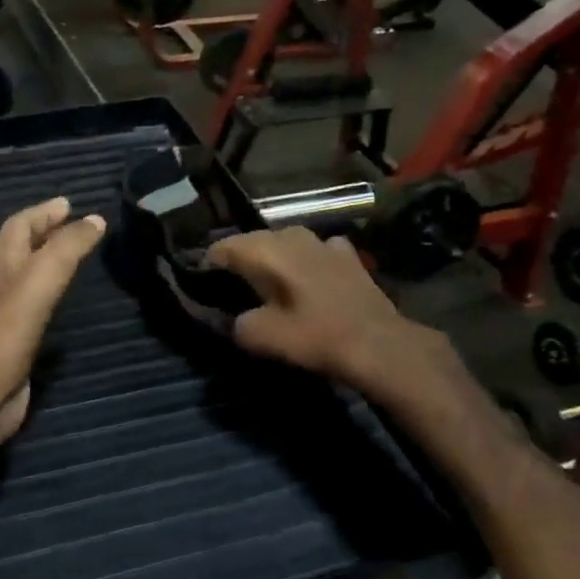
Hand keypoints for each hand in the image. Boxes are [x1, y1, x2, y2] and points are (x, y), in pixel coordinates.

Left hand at [0, 197, 106, 454]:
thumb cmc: (2, 336)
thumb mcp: (36, 283)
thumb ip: (65, 250)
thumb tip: (95, 219)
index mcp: (2, 268)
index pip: (19, 227)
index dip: (42, 212)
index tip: (69, 203)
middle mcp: (2, 289)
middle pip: (21, 251)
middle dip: (45, 233)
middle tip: (76, 225)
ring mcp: (8, 320)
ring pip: (28, 281)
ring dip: (49, 264)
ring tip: (77, 258)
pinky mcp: (17, 349)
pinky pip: (37, 312)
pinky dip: (52, 300)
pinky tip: (67, 307)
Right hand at [206, 227, 432, 393]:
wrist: (378, 343)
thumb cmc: (316, 337)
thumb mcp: (262, 337)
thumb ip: (238, 324)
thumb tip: (238, 319)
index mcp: (266, 250)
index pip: (223, 248)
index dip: (208, 266)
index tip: (202, 285)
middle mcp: (292, 235)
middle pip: (254, 242)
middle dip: (240, 261)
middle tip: (231, 287)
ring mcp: (324, 241)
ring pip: (285, 244)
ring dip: (274, 260)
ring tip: (267, 284)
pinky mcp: (348, 255)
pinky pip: (315, 252)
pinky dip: (306, 262)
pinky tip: (308, 280)